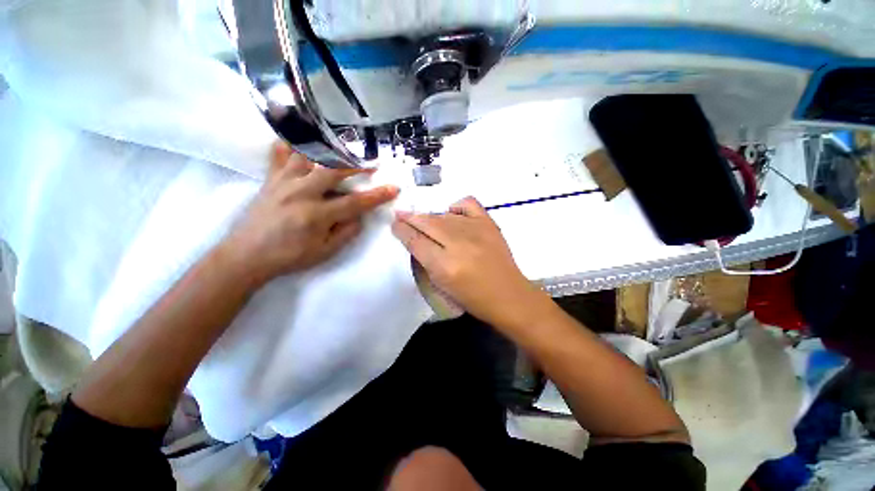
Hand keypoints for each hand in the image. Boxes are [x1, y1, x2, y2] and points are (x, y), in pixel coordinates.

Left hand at [221, 143, 398, 284]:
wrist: (246, 255)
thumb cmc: (289, 257)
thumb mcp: (325, 252)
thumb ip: (346, 232)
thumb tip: (360, 215)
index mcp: (317, 215)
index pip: (355, 202)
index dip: (377, 196)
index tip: (394, 188)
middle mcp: (301, 193)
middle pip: (334, 170)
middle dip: (357, 166)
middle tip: (372, 165)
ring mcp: (283, 182)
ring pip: (308, 156)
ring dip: (329, 150)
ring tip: (342, 148)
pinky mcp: (270, 179)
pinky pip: (279, 154)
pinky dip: (290, 143)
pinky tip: (300, 137)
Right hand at [391, 197, 547, 328]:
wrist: (508, 295)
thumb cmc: (472, 298)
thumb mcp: (442, 285)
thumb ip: (426, 261)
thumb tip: (415, 239)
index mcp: (444, 265)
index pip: (415, 240)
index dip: (402, 230)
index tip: (395, 223)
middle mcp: (458, 244)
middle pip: (427, 223)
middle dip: (410, 218)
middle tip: (401, 215)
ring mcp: (476, 230)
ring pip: (443, 215)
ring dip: (430, 216)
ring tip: (424, 219)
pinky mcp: (489, 223)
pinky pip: (468, 203)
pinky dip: (456, 206)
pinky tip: (453, 214)